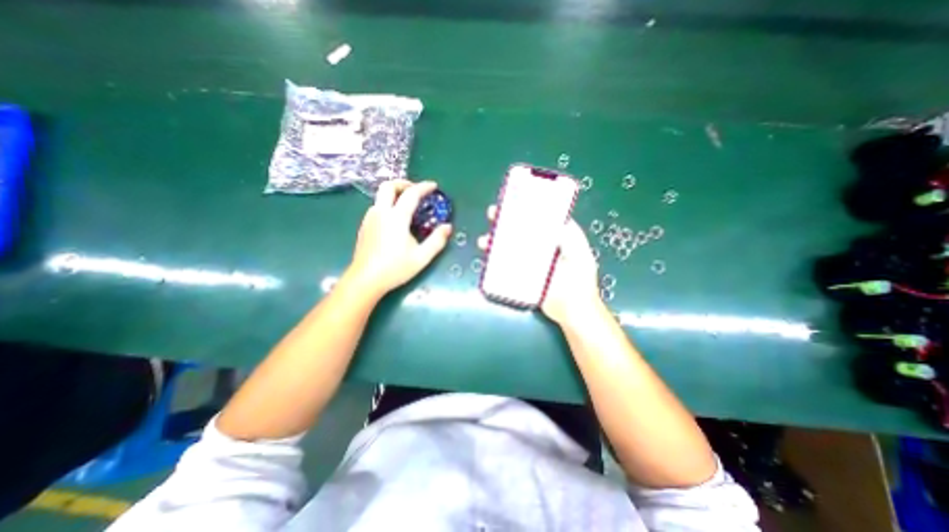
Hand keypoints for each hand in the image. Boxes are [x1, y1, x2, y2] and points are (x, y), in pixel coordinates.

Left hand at [347, 180, 453, 294]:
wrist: (365, 280)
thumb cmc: (395, 269)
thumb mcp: (422, 257)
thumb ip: (437, 240)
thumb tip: (448, 227)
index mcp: (396, 218)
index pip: (411, 194)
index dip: (424, 187)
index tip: (434, 186)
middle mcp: (381, 213)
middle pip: (388, 186)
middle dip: (403, 183)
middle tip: (416, 190)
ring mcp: (369, 219)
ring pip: (380, 196)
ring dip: (395, 194)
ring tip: (407, 205)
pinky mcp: (364, 226)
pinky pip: (377, 207)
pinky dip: (388, 204)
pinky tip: (395, 220)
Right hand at [475, 206, 599, 325]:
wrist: (572, 311)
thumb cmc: (580, 281)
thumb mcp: (581, 255)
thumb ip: (572, 236)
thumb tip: (554, 219)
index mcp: (555, 239)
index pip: (538, 219)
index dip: (525, 209)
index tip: (512, 201)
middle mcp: (540, 248)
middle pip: (520, 231)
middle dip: (505, 222)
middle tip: (492, 215)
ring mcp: (529, 262)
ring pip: (510, 247)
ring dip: (496, 242)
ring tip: (484, 241)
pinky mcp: (521, 276)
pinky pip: (507, 265)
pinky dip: (495, 261)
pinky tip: (487, 258)